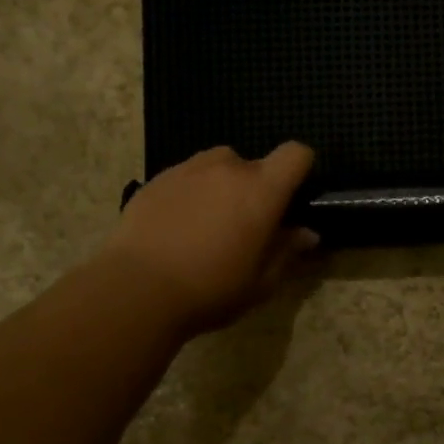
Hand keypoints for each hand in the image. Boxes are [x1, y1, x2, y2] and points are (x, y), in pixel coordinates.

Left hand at [100, 143, 318, 335]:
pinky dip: (191, 192)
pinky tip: (178, 227)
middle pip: (255, 164)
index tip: (292, 197)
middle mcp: (228, 168)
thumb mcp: (260, 283)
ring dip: (222, 185)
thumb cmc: (210, 289)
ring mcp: (188, 169)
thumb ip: (287, 252)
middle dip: (257, 188)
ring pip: (218, 166)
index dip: (300, 169)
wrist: (137, 289)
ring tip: (209, 222)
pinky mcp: (156, 179)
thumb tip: (307, 234)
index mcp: (262, 190)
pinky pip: (187, 176)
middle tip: (246, 226)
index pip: (295, 154)